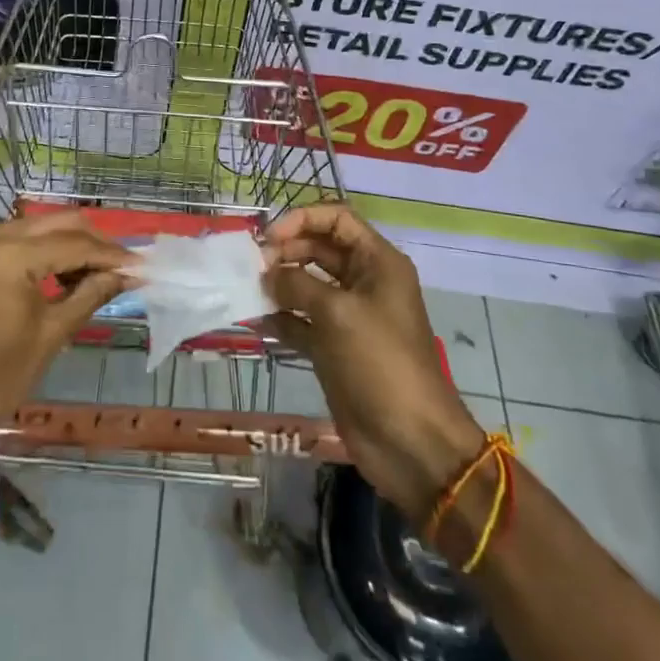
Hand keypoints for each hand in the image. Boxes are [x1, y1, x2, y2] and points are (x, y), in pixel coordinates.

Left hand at [0, 213, 136, 458]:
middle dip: (95, 242)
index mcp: (11, 255)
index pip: (75, 244)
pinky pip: (22, 238)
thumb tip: (128, 274)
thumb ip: (91, 293)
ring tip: (102, 272)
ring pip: (42, 226)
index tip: (142, 266)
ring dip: (73, 244)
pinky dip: (48, 250)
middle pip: (60, 223)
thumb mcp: (51, 334)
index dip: (112, 255)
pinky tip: (68, 272)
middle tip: (125, 265)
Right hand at [263, 203, 482, 517]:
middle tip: (253, 267)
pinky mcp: (334, 348)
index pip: (337, 219)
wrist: (410, 441)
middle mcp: (364, 282)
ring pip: (307, 284)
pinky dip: (281, 318)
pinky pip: (301, 321)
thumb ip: (297, 284)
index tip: (269, 237)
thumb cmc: (380, 362)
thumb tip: (267, 274)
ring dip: (279, 284)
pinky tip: (256, 320)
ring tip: (249, 289)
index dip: (302, 219)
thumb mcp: (338, 313)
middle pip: (319, 249)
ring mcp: (348, 316)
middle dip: (286, 251)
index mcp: (377, 262)